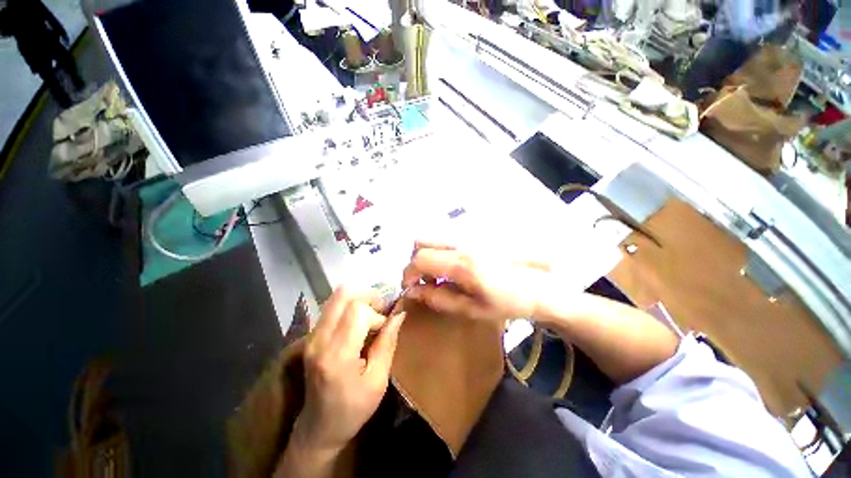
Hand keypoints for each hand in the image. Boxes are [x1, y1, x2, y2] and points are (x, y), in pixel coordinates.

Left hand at [293, 286, 405, 454]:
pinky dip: (349, 307)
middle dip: (368, 298)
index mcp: (337, 354)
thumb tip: (399, 313)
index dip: (377, 314)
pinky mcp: (311, 336)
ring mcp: (311, 336)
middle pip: (344, 294)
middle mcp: (319, 339)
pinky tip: (359, 323)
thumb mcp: (378, 380)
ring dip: (359, 300)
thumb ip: (388, 342)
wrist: (319, 427)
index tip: (385, 328)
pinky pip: (332, 307)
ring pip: (337, 297)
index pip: (358, 311)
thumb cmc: (353, 409)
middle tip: (380, 312)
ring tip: (371, 316)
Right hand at [401, 241, 551, 322]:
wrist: (537, 284)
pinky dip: (439, 249)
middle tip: (424, 278)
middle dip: (415, 259)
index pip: (420, 258)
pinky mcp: (474, 233)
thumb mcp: (471, 309)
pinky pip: (446, 237)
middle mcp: (461, 243)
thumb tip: (412, 291)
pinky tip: (452, 265)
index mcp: (461, 263)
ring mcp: (468, 235)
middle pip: (421, 239)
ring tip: (438, 273)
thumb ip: (439, 298)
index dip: (408, 273)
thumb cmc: (506, 302)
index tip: (410, 287)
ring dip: (427, 253)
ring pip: (433, 236)